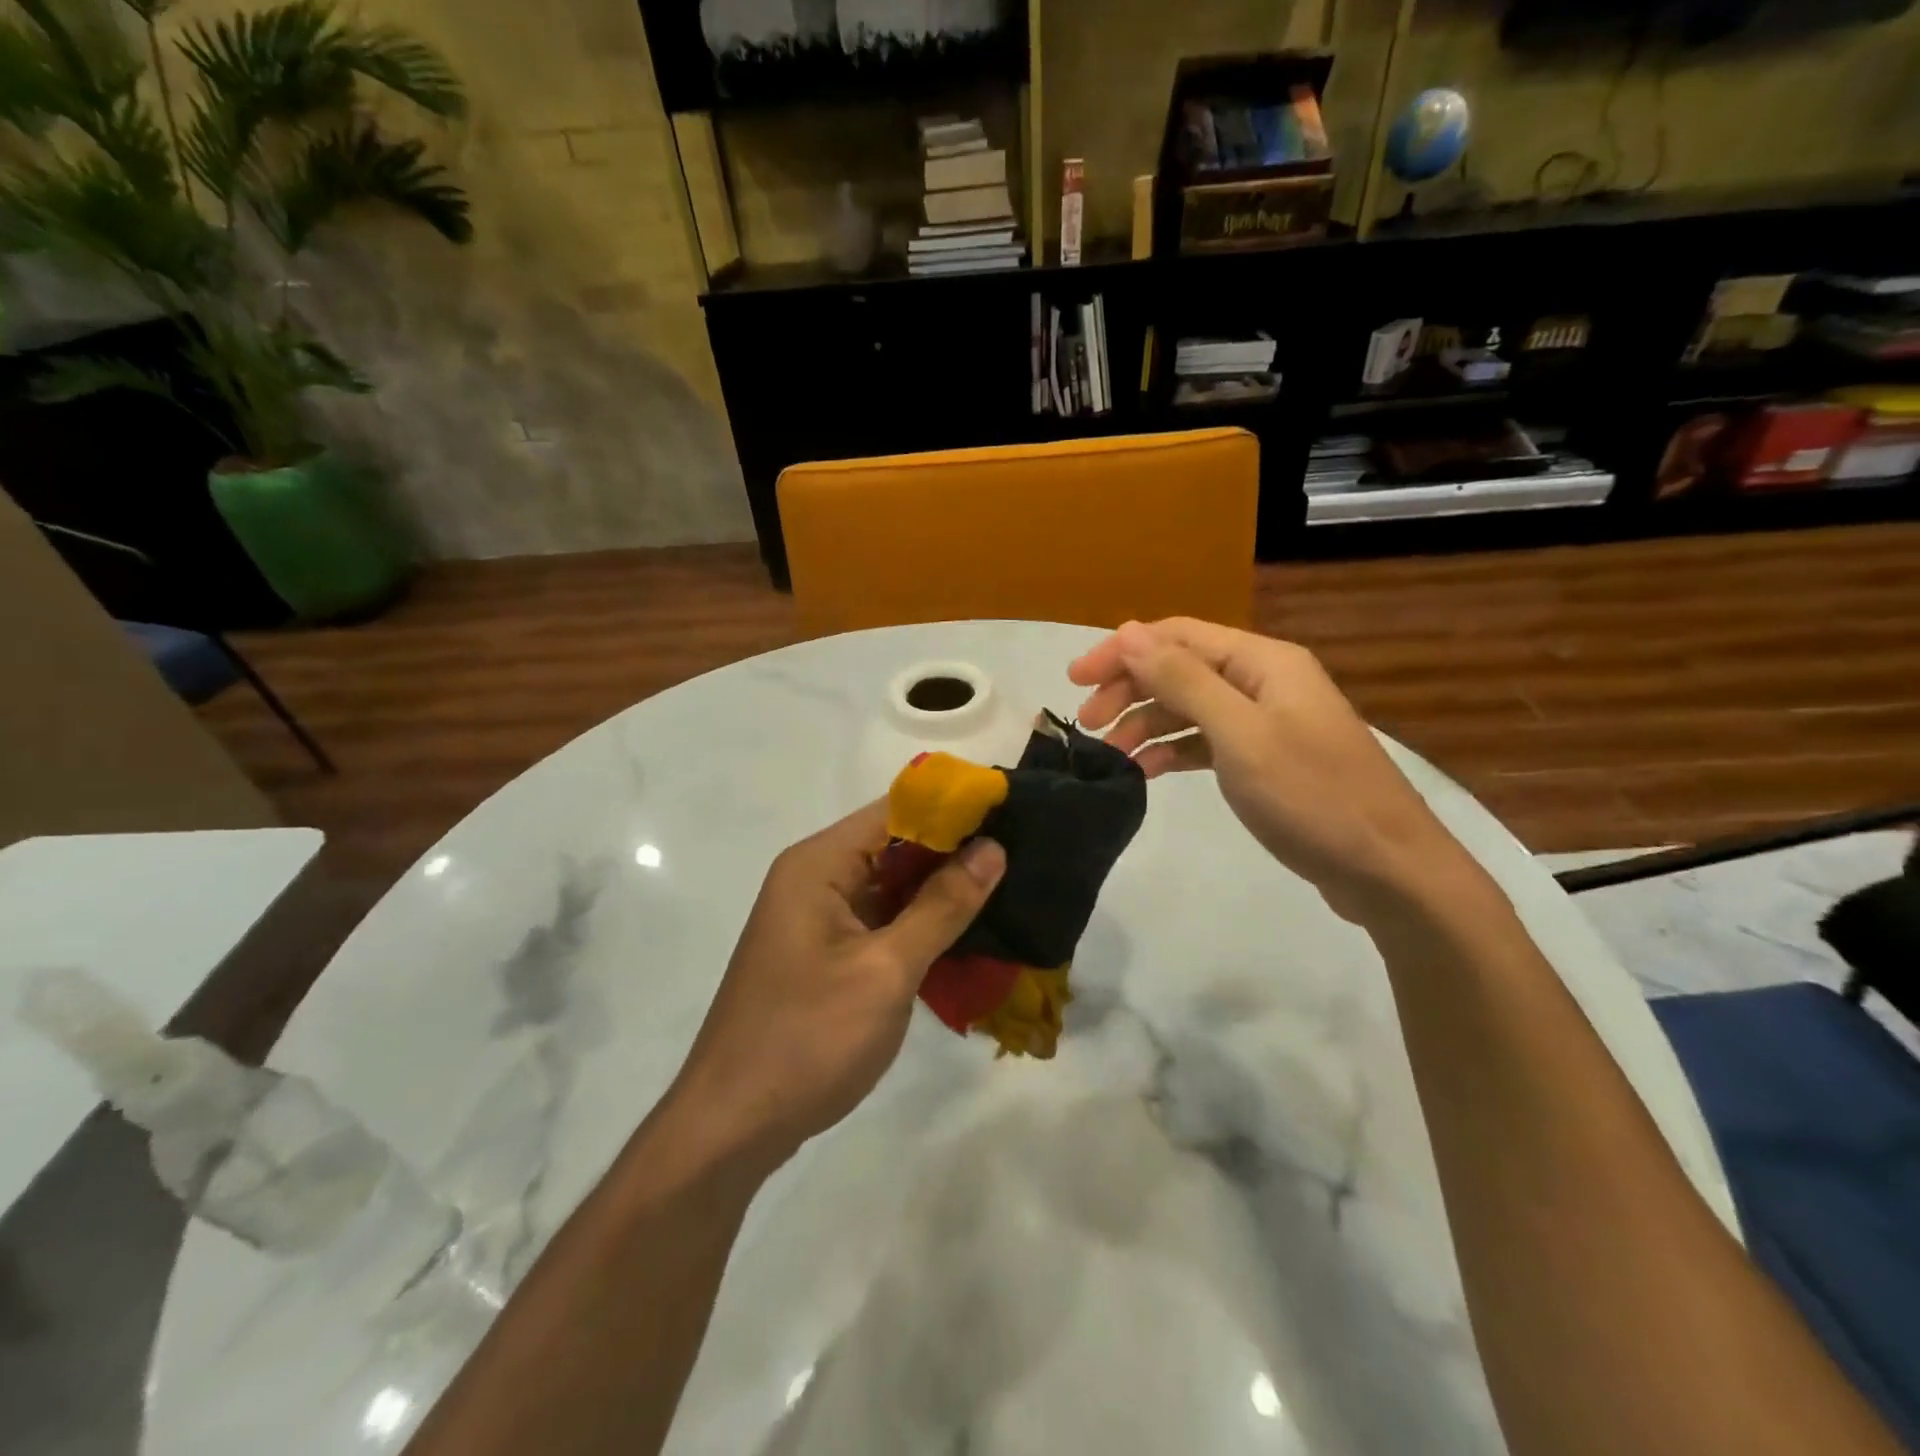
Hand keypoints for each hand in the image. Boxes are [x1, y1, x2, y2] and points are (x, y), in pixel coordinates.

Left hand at [668, 801, 1005, 1169]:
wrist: (732, 1127)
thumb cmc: (808, 1038)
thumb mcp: (886, 970)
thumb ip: (942, 906)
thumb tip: (992, 849)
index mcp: (819, 864)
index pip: (895, 810)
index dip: (952, 808)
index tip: (1010, 813)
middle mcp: (815, 879)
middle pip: (894, 845)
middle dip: (954, 851)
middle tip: (1023, 855)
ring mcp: (818, 919)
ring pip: (891, 886)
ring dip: (941, 890)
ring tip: (1010, 887)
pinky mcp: (825, 954)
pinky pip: (881, 921)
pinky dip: (919, 924)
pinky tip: (968, 934)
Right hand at [1070, 618, 1482, 923]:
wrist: (1388, 870)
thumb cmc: (1312, 796)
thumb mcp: (1240, 734)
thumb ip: (1182, 680)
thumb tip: (1127, 631)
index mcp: (1262, 662)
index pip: (1176, 636)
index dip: (1121, 651)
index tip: (1075, 680)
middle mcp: (1262, 681)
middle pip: (1180, 668)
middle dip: (1129, 689)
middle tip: (1087, 723)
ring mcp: (1266, 721)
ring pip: (1189, 707)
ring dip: (1146, 722)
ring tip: (1111, 752)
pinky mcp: (1265, 760)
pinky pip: (1206, 741)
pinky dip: (1173, 750)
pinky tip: (1147, 771)